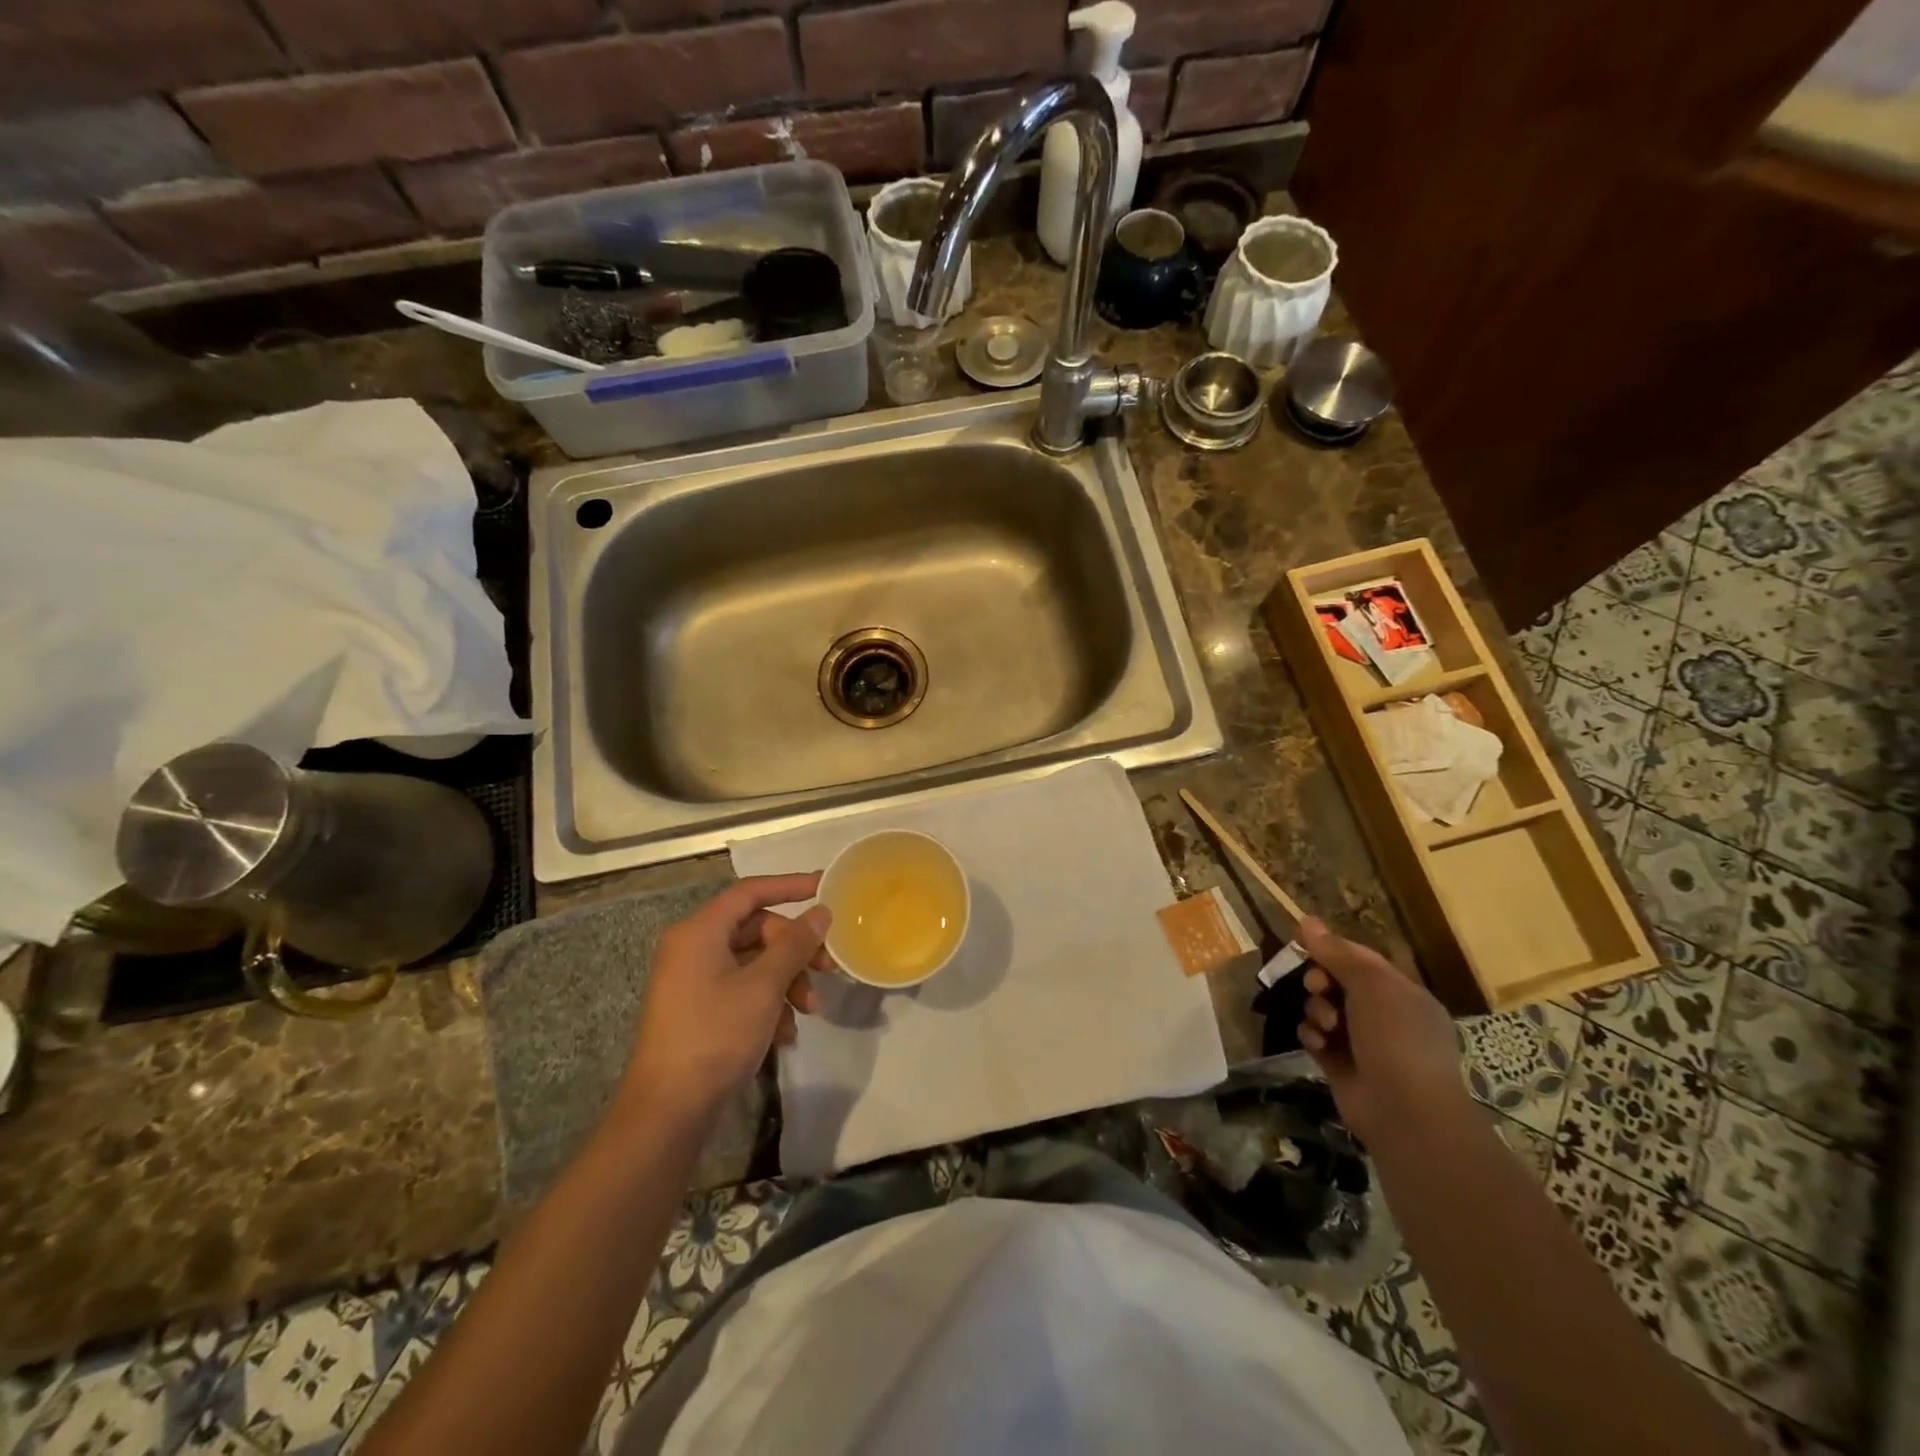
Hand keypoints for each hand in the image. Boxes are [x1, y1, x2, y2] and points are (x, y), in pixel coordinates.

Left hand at [621, 874, 832, 1118]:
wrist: (668, 1111)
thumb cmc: (715, 1035)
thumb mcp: (764, 986)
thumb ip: (795, 944)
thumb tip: (821, 912)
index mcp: (699, 932)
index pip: (751, 892)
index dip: (790, 886)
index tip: (825, 888)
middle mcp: (692, 948)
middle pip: (756, 930)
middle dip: (795, 950)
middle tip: (827, 969)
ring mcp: (693, 980)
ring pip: (753, 963)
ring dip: (787, 981)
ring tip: (809, 1012)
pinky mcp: (698, 1010)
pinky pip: (741, 989)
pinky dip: (768, 1003)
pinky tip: (786, 1034)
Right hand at [1294, 916, 1469, 1143]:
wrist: (1405, 1112)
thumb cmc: (1396, 1038)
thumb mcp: (1370, 985)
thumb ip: (1336, 952)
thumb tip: (1306, 919)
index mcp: (1402, 993)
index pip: (1361, 960)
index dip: (1333, 950)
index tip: (1305, 945)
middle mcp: (1384, 1016)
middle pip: (1338, 983)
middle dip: (1321, 981)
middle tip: (1316, 987)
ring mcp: (1362, 1042)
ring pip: (1324, 1009)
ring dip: (1317, 1011)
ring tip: (1325, 1025)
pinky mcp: (1340, 1065)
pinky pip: (1316, 1038)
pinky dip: (1313, 1037)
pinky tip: (1318, 1044)